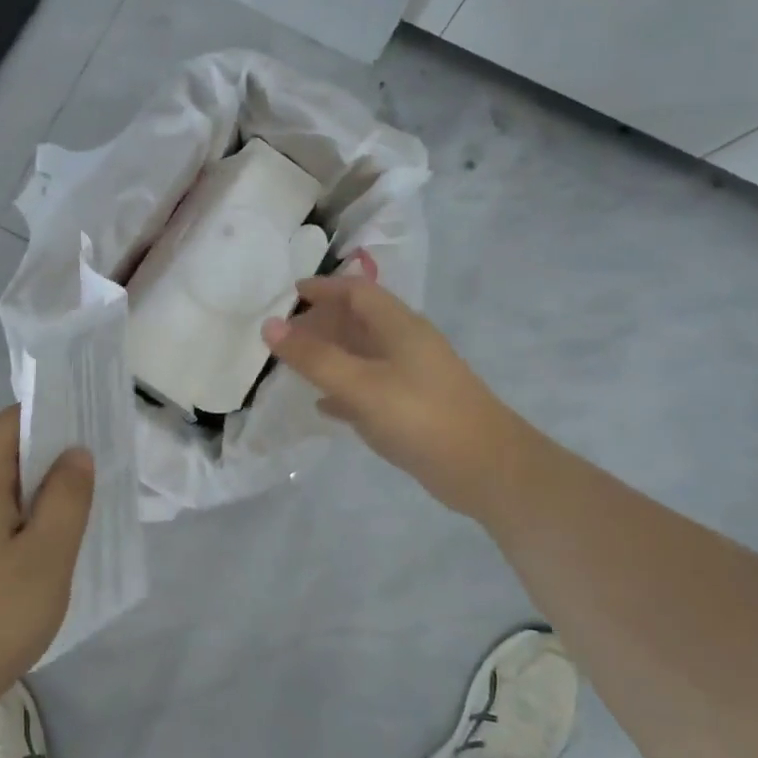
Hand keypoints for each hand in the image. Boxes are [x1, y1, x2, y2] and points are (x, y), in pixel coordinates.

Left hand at [0, 407, 93, 728]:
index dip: (52, 424)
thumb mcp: (48, 557)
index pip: (11, 421)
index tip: (86, 447)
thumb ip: (68, 496)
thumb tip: (75, 452)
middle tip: (80, 494)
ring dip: (18, 498)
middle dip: (39, 465)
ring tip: (55, 530)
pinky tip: (15, 562)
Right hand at [262, 269, 513, 516]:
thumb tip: (269, 325)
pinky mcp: (413, 408)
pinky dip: (344, 388)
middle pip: (359, 320)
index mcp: (400, 326)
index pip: (357, 291)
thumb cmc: (422, 417)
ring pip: (363, 354)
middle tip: (284, 335)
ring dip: (330, 354)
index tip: (289, 295)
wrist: (488, 470)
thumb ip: (315, 357)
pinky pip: (370, 387)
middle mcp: (407, 344)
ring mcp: (412, 377)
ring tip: (294, 365)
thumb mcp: (362, 385)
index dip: (324, 288)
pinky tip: (323, 405)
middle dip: (322, 322)